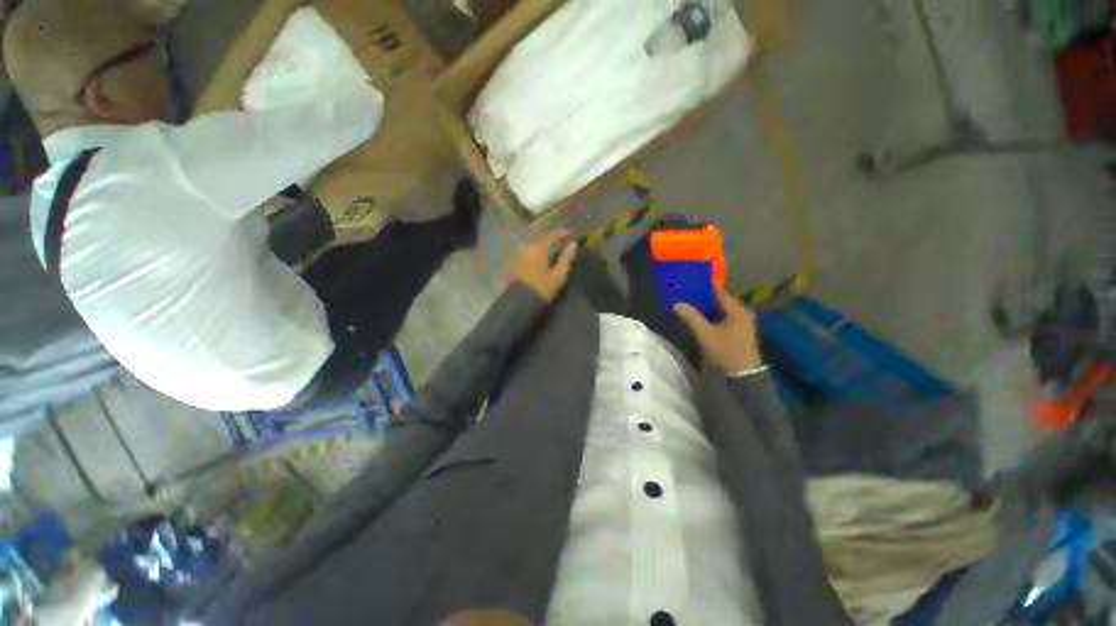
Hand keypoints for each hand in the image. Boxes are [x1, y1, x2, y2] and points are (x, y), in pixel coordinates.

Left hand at [510, 230, 577, 301]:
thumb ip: (566, 258)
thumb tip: (573, 245)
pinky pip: (527, 253)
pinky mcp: (513, 263)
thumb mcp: (558, 275)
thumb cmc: (542, 289)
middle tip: (560, 244)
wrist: (519, 303)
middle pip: (540, 239)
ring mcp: (517, 254)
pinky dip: (534, 254)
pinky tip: (540, 260)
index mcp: (538, 248)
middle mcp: (526, 247)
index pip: (551, 235)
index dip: (561, 233)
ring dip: (542, 247)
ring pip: (532, 246)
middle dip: (550, 240)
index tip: (569, 234)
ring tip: (550, 253)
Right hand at [676, 288, 762, 372]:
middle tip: (686, 295)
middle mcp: (742, 313)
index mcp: (738, 310)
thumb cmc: (726, 351)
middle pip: (720, 301)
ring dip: (707, 308)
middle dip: (703, 298)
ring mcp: (742, 322)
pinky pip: (724, 317)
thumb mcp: (706, 334)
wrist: (743, 376)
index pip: (719, 292)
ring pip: (721, 310)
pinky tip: (700, 318)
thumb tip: (677, 304)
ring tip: (690, 305)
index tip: (689, 285)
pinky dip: (712, 316)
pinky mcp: (739, 331)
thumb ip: (692, 318)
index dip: (704, 288)